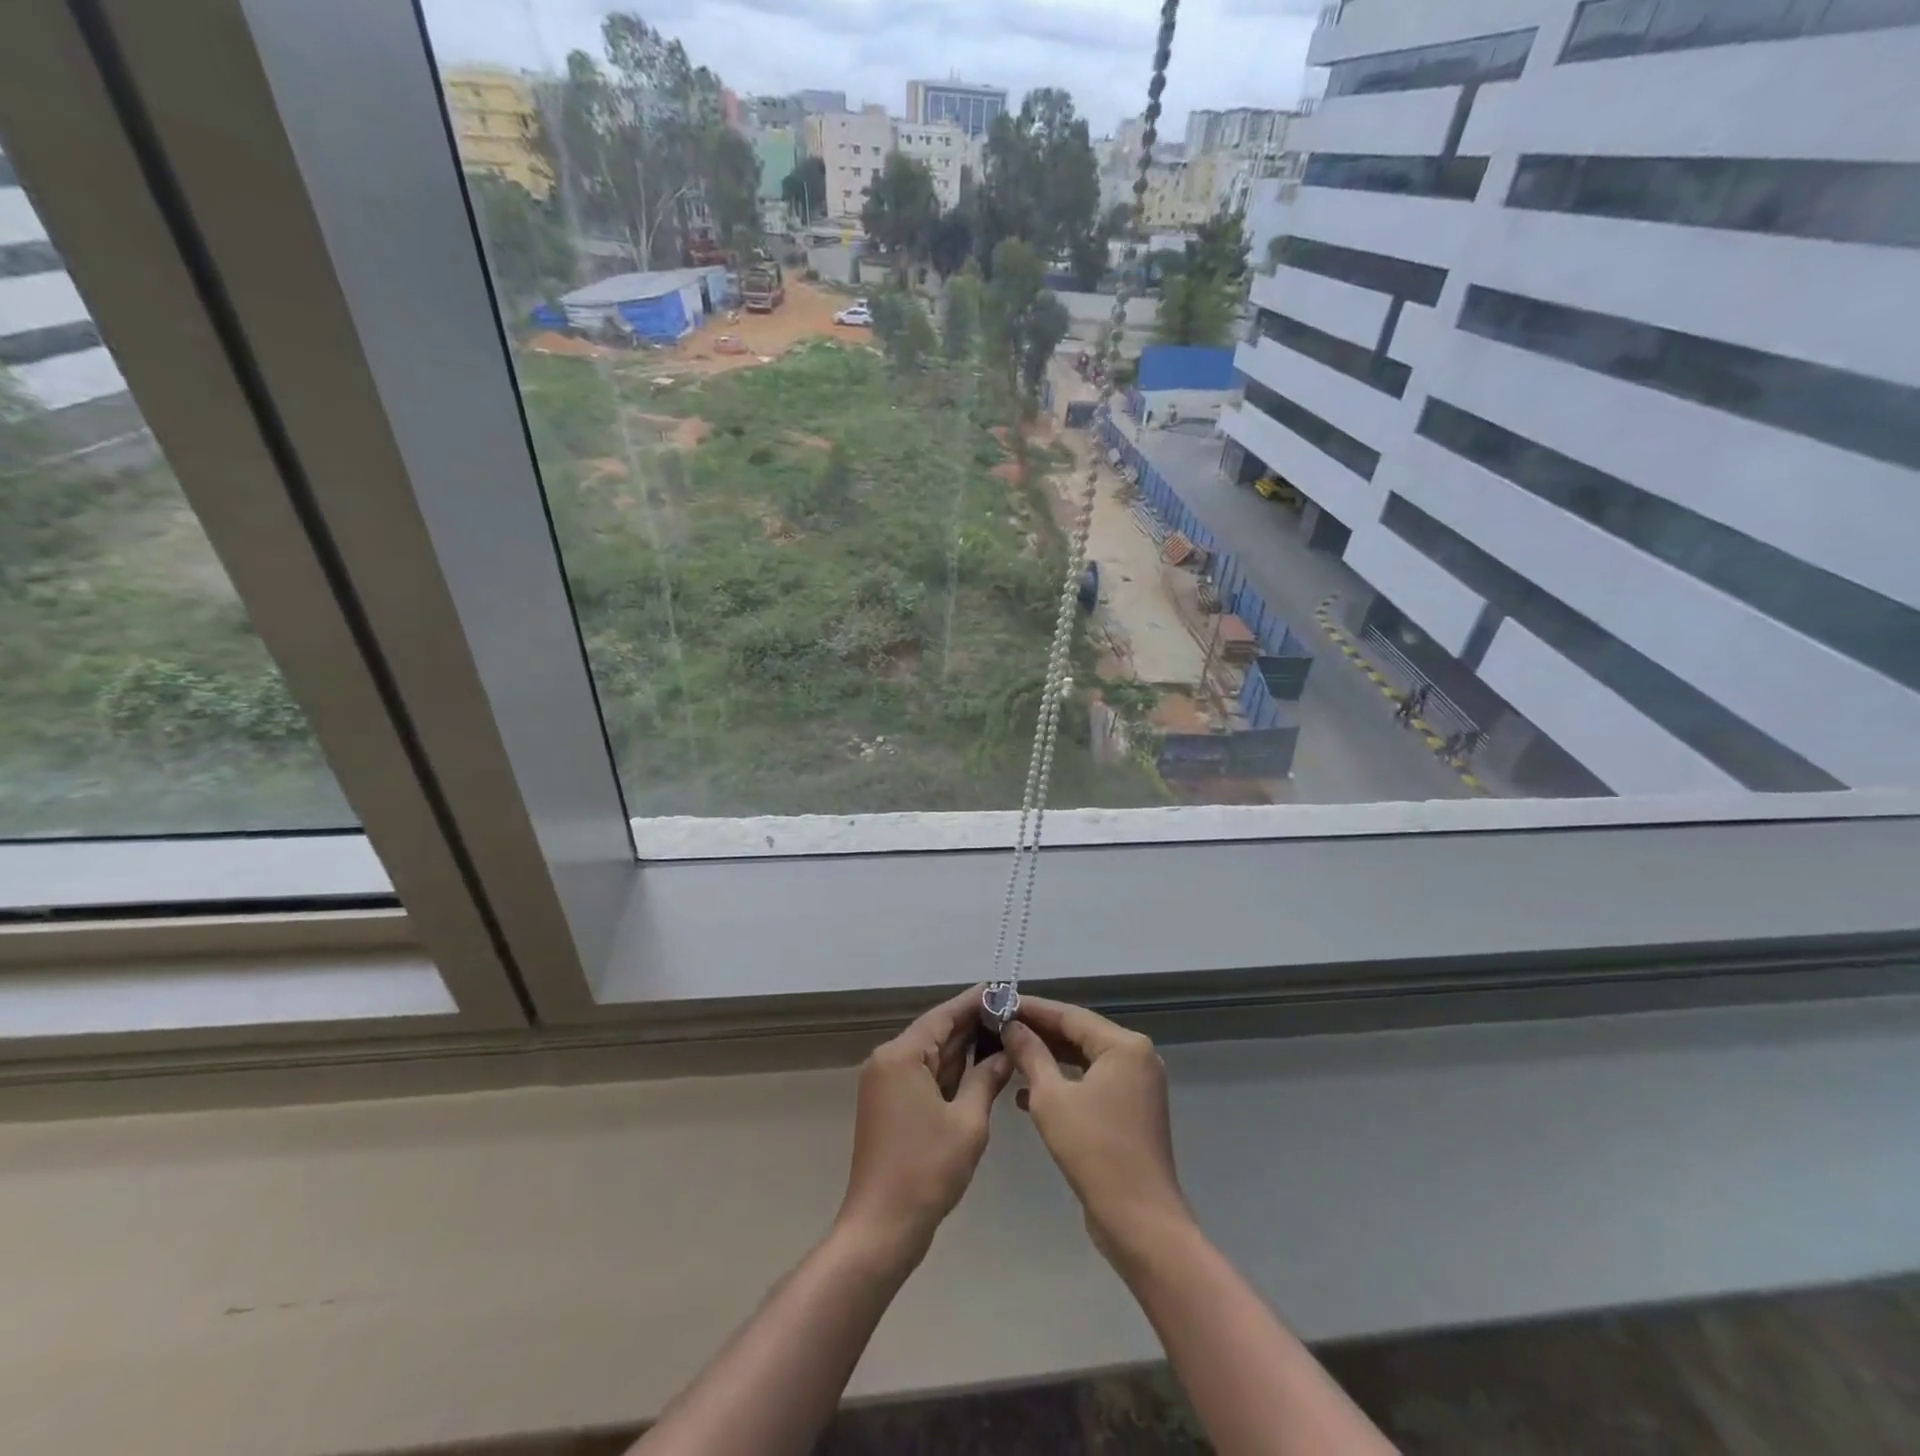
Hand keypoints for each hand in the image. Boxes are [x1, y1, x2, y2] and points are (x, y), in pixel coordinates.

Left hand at [836, 986, 1015, 1258]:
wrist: (881, 1228)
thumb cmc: (927, 1171)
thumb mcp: (968, 1122)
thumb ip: (986, 1079)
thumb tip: (1005, 1052)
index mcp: (902, 1055)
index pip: (944, 1015)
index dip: (975, 1001)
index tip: (1003, 988)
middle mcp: (889, 1060)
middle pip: (936, 1032)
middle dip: (973, 1025)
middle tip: (1012, 1014)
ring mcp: (885, 1083)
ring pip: (931, 1055)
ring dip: (963, 1049)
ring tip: (1004, 1035)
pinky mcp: (889, 1104)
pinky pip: (924, 1075)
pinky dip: (950, 1072)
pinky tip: (980, 1068)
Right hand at [1003, 997, 1191, 1264]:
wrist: (1139, 1221)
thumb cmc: (1094, 1150)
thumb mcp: (1051, 1098)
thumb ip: (1030, 1054)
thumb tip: (1011, 1026)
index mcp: (1124, 1045)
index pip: (1070, 1015)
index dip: (1032, 1009)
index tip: (999, 1003)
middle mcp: (1137, 1057)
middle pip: (1079, 1034)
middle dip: (1039, 1033)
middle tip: (999, 1028)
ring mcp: (1138, 1085)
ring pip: (1084, 1060)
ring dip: (1048, 1059)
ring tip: (1008, 1056)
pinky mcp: (1132, 1110)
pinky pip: (1092, 1083)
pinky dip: (1064, 1084)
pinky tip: (1027, 1095)